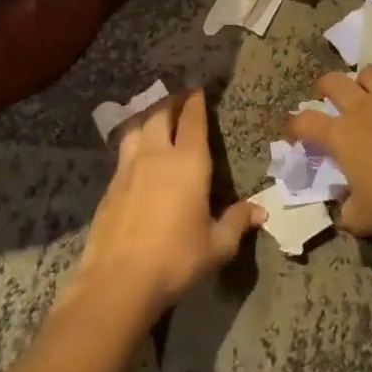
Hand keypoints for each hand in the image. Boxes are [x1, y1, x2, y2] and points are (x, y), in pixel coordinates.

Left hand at [74, 90, 263, 318]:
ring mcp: (128, 169)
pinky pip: (123, 152)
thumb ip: (237, 223)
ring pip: (137, 128)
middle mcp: (157, 156)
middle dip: (171, 102)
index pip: (193, 120)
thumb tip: (261, 211)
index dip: (196, 102)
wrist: (118, 282)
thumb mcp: (217, 246)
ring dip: (148, 117)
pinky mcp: (110, 187)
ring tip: (155, 118)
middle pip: (161, 114)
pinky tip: (136, 154)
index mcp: (189, 163)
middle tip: (179, 98)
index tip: (198, 90)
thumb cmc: (176, 259)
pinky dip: (133, 142)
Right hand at [286, 67, 371, 237]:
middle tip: (324, 93)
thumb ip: (347, 211)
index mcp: (342, 135)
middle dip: (325, 85)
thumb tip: (344, 209)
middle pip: (336, 83)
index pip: (307, 122)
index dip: (296, 124)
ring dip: (367, 80)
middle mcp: (366, 110)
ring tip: (368, 90)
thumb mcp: (361, 219)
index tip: (294, 131)